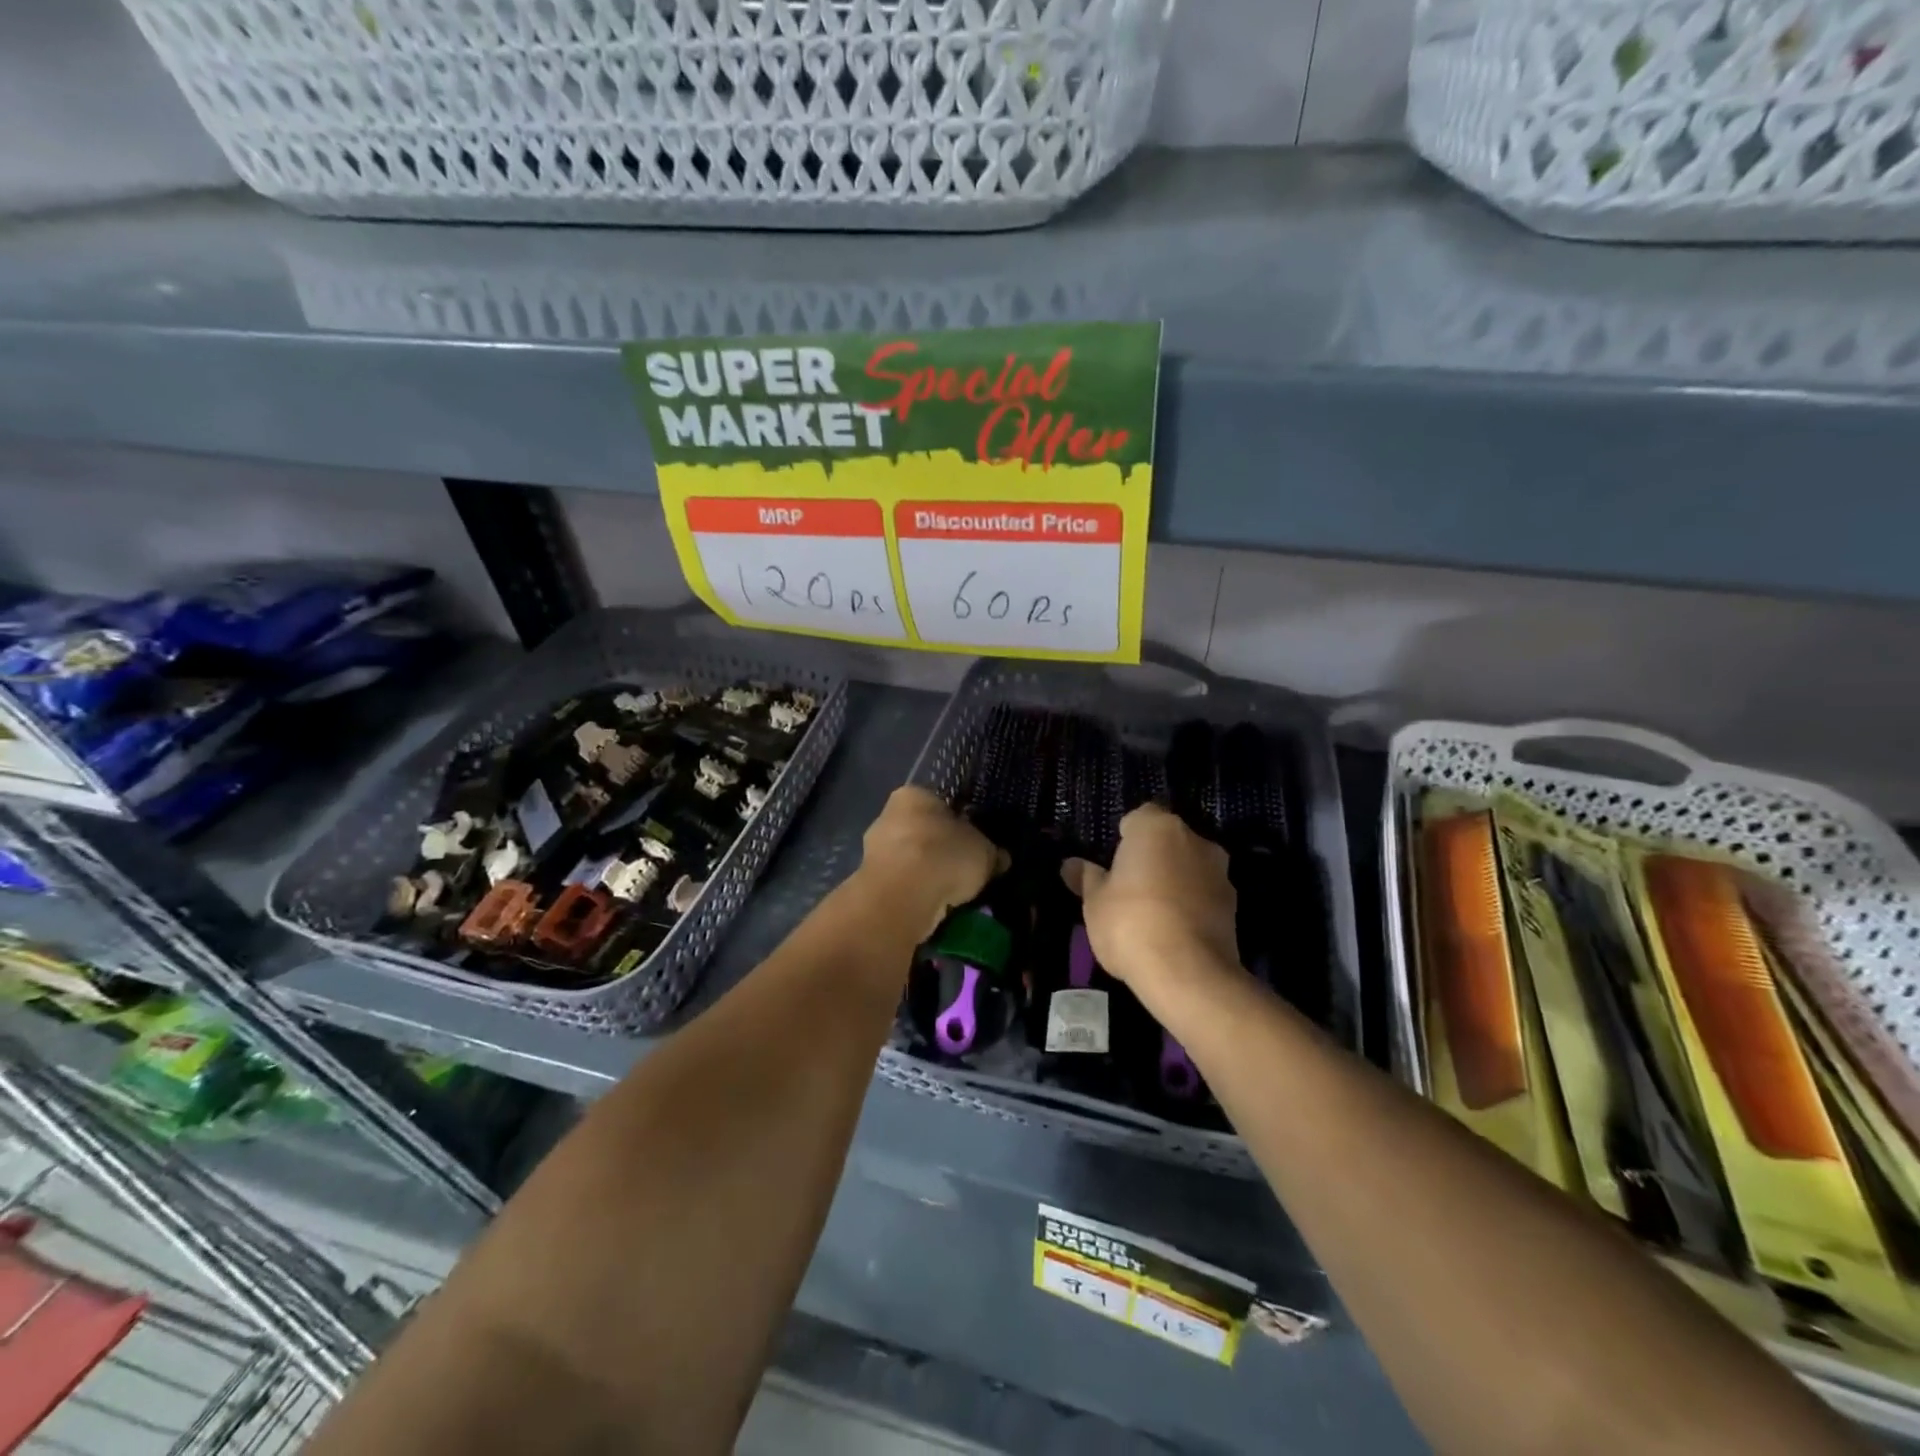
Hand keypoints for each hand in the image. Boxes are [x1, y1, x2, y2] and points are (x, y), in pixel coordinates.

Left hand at [859, 787, 1006, 935]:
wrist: (903, 896)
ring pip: (911, 861)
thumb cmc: (945, 856)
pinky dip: (917, 895)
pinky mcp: (869, 883)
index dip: (960, 824)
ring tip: (952, 895)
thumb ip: (992, 852)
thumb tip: (1000, 858)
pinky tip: (934, 907)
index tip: (974, 845)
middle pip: (923, 833)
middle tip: (966, 872)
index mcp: (913, 795)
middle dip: (941, 851)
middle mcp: (887, 816)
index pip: (941, 804)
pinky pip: (902, 886)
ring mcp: (874, 851)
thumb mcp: (984, 851)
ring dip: (928, 876)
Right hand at [1063, 805, 1239, 1001]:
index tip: (1113, 865)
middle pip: (1167, 840)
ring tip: (1153, 914)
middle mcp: (1193, 839)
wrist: (1188, 973)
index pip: (1138, 818)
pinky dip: (1191, 903)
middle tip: (1129, 888)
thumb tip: (1070, 865)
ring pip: (1189, 866)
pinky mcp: (1234, 903)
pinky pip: (1204, 893)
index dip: (1124, 839)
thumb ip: (1086, 878)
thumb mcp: (1094, 902)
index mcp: (1156, 827)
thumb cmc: (1130, 924)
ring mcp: (1219, 871)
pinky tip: (1175, 931)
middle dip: (1152, 857)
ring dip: (1175, 880)